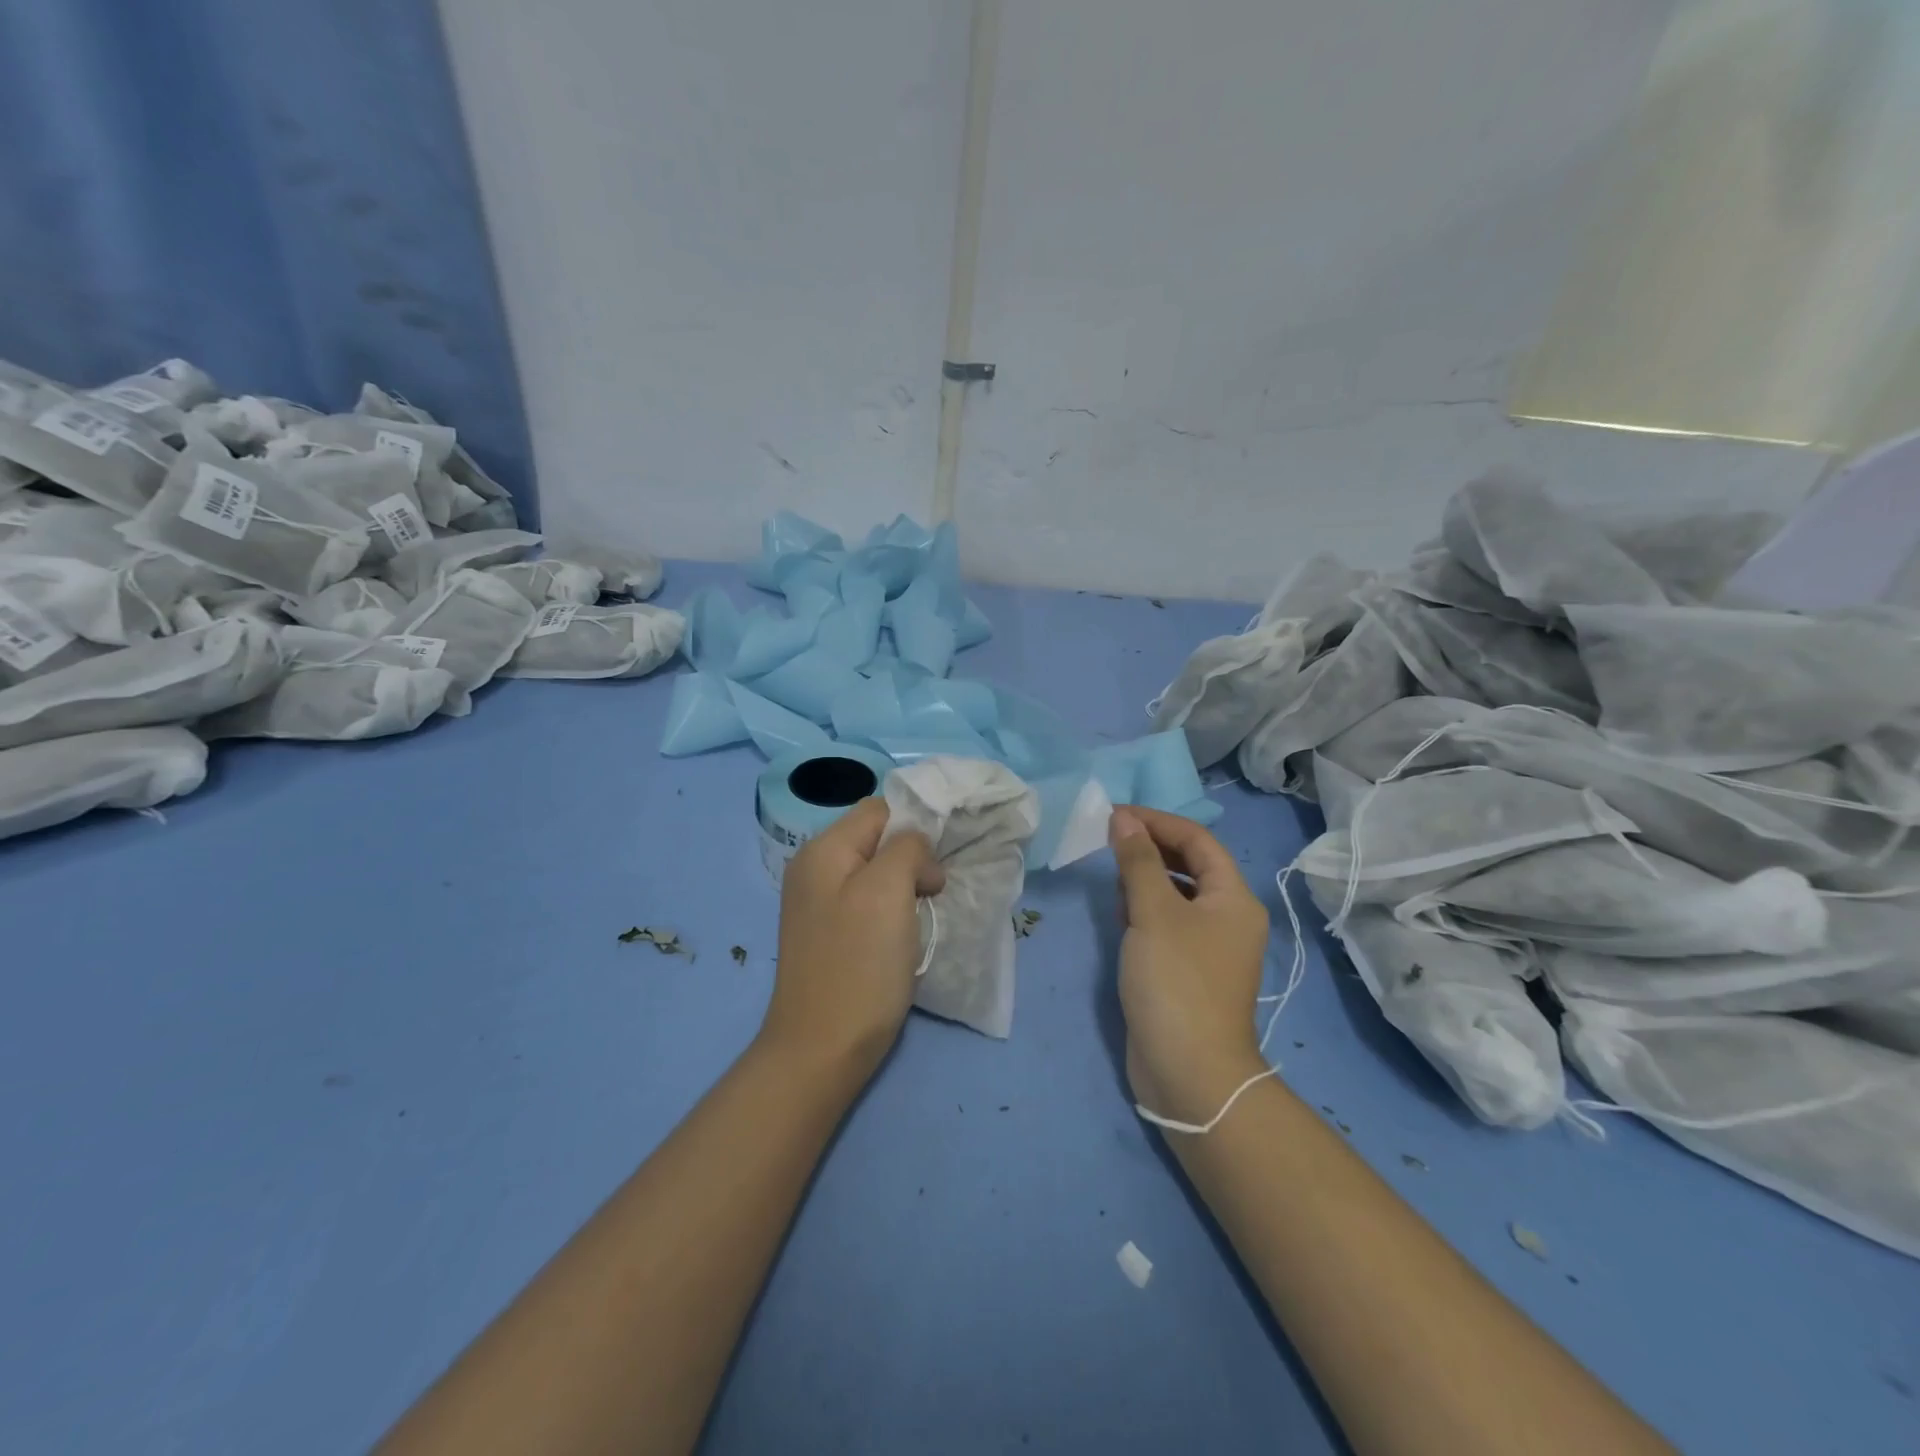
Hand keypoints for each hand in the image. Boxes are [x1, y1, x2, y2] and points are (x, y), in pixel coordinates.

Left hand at [763, 798, 945, 1082]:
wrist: (821, 1050)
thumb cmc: (859, 966)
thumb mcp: (888, 891)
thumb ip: (907, 850)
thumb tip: (920, 858)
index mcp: (822, 850)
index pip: (880, 810)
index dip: (915, 829)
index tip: (936, 866)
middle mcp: (814, 868)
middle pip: (876, 840)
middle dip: (911, 858)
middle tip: (932, 893)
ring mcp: (818, 903)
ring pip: (876, 872)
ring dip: (905, 886)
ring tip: (920, 915)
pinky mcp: (828, 933)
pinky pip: (867, 902)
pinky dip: (891, 910)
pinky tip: (902, 935)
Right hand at [1110, 807, 1271, 1128]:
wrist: (1190, 1072)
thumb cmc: (1176, 981)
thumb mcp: (1153, 912)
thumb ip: (1137, 861)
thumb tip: (1124, 819)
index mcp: (1233, 898)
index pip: (1197, 840)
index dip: (1156, 821)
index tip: (1114, 815)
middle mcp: (1228, 917)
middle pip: (1190, 865)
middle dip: (1150, 849)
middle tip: (1108, 842)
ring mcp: (1209, 946)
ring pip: (1175, 894)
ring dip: (1145, 879)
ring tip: (1113, 879)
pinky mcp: (1187, 970)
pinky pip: (1166, 923)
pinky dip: (1144, 910)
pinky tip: (1121, 916)